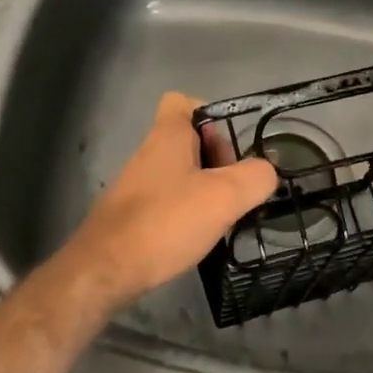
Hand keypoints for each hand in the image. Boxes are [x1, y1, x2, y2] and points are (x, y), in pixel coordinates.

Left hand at [63, 92, 278, 307]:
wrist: (105, 271)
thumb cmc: (166, 221)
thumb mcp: (224, 197)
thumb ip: (255, 178)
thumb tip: (267, 172)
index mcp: (168, 136)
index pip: (183, 101)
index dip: (210, 115)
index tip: (229, 146)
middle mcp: (149, 153)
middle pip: (190, 140)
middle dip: (218, 159)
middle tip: (232, 188)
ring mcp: (138, 185)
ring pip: (181, 173)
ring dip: (205, 190)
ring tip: (222, 217)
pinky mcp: (132, 215)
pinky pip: (169, 201)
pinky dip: (187, 213)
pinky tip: (198, 237)